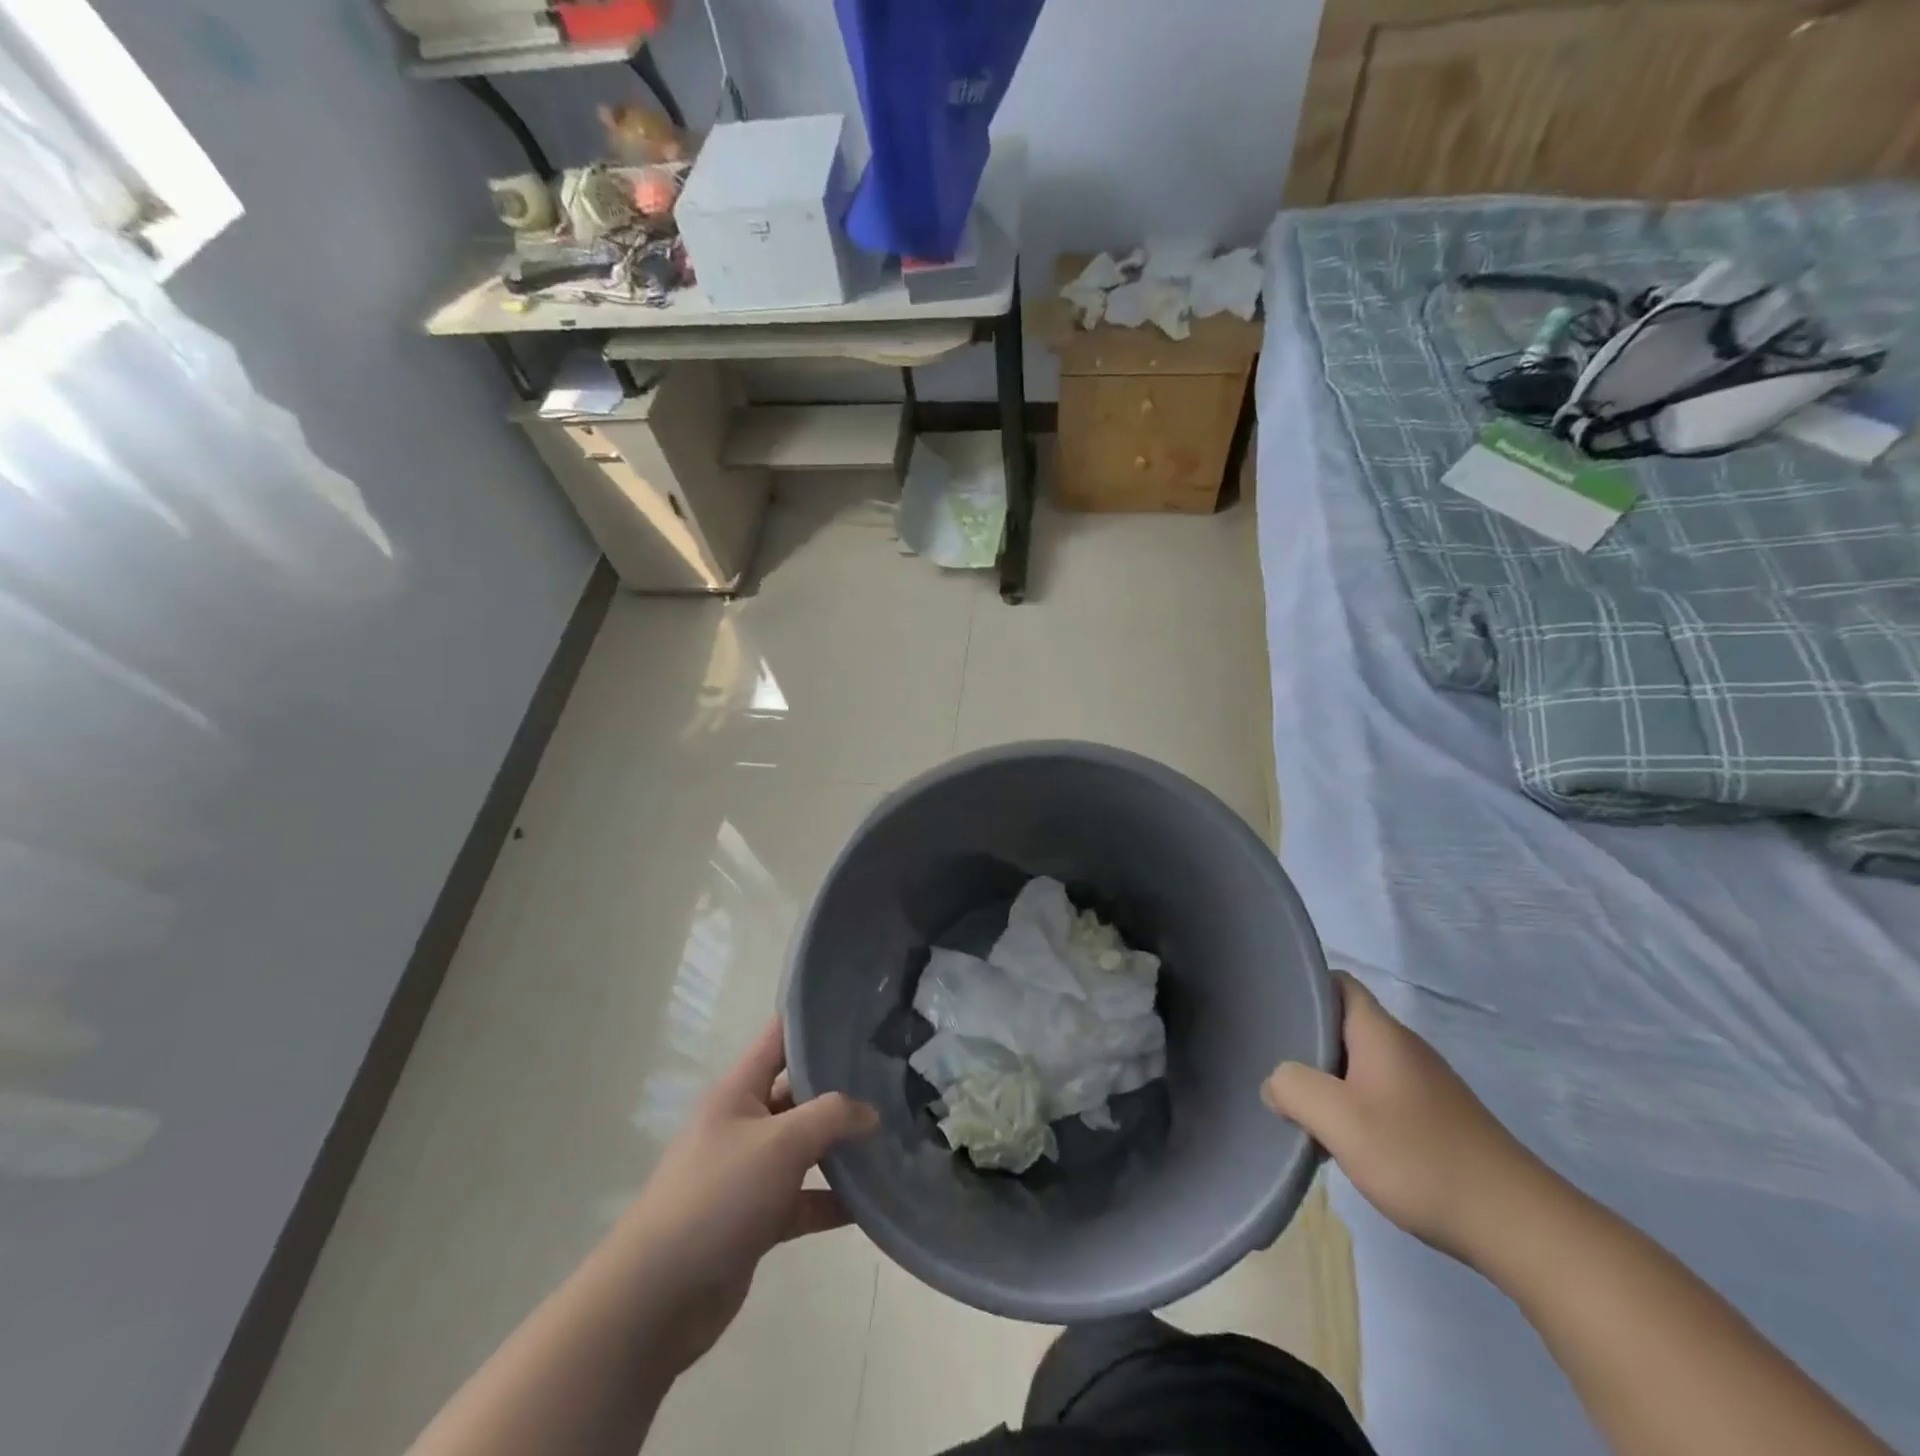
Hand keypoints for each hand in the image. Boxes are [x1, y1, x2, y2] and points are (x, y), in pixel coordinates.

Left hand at [616, 1020, 877, 1370]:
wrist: (658, 1297)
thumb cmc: (718, 1196)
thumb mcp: (779, 1143)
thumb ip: (831, 1117)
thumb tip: (871, 1112)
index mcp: (739, 1091)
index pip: (779, 1038)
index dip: (814, 1020)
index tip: (861, 1011)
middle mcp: (744, 1123)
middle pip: (799, 1092)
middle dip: (841, 1086)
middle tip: (894, 1076)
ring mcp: (749, 1172)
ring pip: (805, 1148)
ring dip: (842, 1146)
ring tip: (893, 1135)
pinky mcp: (757, 1218)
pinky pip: (803, 1198)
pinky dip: (833, 1199)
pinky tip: (872, 1202)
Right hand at [1262, 974, 1544, 1265]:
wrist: (1519, 1227)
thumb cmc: (1420, 1157)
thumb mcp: (1339, 1119)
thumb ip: (1293, 1088)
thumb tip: (1276, 1083)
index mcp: (1381, 1034)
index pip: (1337, 983)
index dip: (1304, 988)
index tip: (1273, 1011)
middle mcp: (1404, 1048)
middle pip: (1343, 1025)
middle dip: (1307, 1042)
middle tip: (1275, 1068)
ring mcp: (1425, 1085)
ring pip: (1360, 1064)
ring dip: (1329, 1081)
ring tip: (1302, 1110)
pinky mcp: (1437, 1119)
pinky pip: (1380, 1095)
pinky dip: (1355, 1108)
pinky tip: (1345, 1142)